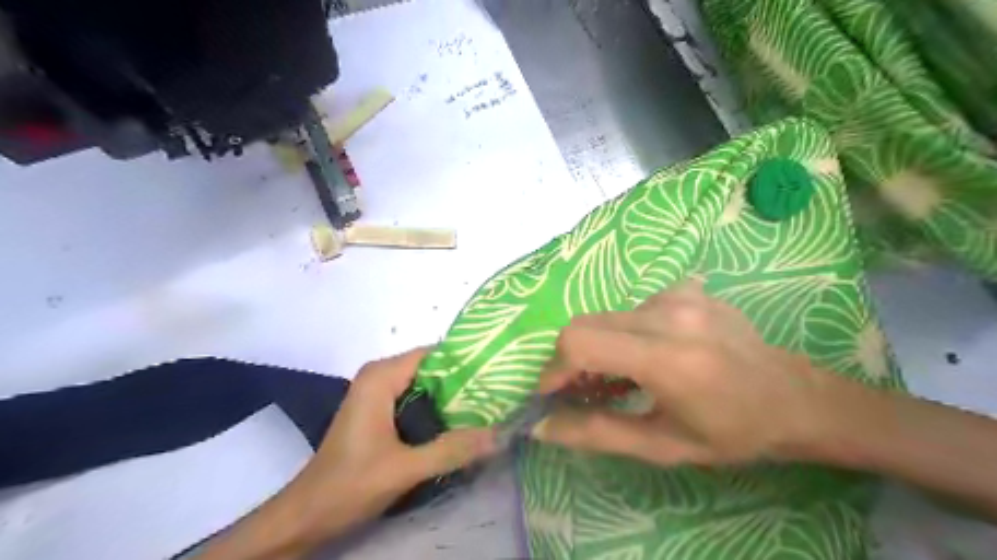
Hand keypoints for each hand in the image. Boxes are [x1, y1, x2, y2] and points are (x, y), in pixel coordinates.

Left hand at [196, 349, 494, 557]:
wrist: (307, 514)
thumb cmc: (349, 485)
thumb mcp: (405, 468)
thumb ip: (452, 449)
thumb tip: (499, 434)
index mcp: (381, 376)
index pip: (433, 354)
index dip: (465, 362)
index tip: (495, 375)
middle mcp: (379, 376)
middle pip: (431, 368)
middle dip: (462, 382)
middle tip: (497, 396)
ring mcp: (377, 393)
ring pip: (424, 385)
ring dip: (452, 397)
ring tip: (487, 409)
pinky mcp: (378, 411)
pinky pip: (415, 399)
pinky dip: (437, 409)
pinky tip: (459, 424)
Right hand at [534, 283, 829, 465]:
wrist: (796, 398)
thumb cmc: (733, 433)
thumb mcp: (663, 446)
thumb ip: (597, 433)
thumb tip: (542, 426)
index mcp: (667, 358)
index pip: (580, 342)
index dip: (554, 368)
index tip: (553, 394)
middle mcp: (669, 314)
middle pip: (585, 323)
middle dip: (571, 358)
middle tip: (584, 390)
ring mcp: (679, 295)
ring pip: (607, 316)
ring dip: (600, 346)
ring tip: (622, 377)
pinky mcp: (686, 288)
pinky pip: (633, 308)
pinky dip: (627, 333)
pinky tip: (653, 354)